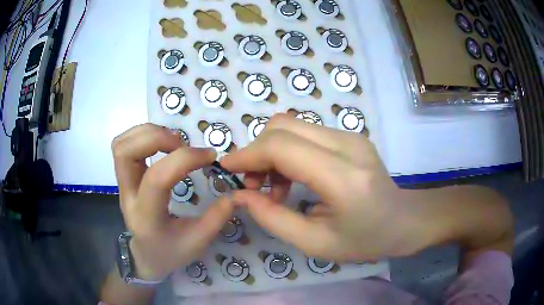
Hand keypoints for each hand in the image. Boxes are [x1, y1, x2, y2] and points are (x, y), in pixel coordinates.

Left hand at [112, 123, 233, 279]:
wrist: (145, 256)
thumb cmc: (169, 252)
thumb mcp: (197, 242)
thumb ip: (217, 217)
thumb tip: (236, 193)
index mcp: (147, 217)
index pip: (157, 178)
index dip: (185, 159)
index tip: (209, 156)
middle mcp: (127, 195)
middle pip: (125, 152)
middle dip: (157, 137)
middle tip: (183, 144)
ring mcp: (121, 184)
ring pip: (121, 145)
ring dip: (148, 133)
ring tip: (173, 142)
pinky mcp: (123, 176)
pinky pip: (124, 145)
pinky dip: (143, 135)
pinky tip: (162, 145)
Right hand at [221, 114, 427, 261]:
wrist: (405, 220)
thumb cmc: (366, 240)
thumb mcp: (315, 243)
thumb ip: (273, 219)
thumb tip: (240, 196)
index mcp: (343, 177)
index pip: (282, 147)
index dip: (247, 154)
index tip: (226, 169)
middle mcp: (348, 145)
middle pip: (283, 126)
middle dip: (256, 151)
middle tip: (252, 185)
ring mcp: (350, 136)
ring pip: (292, 126)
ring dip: (271, 152)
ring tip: (273, 189)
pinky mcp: (349, 136)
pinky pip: (305, 133)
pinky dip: (287, 152)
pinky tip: (292, 179)